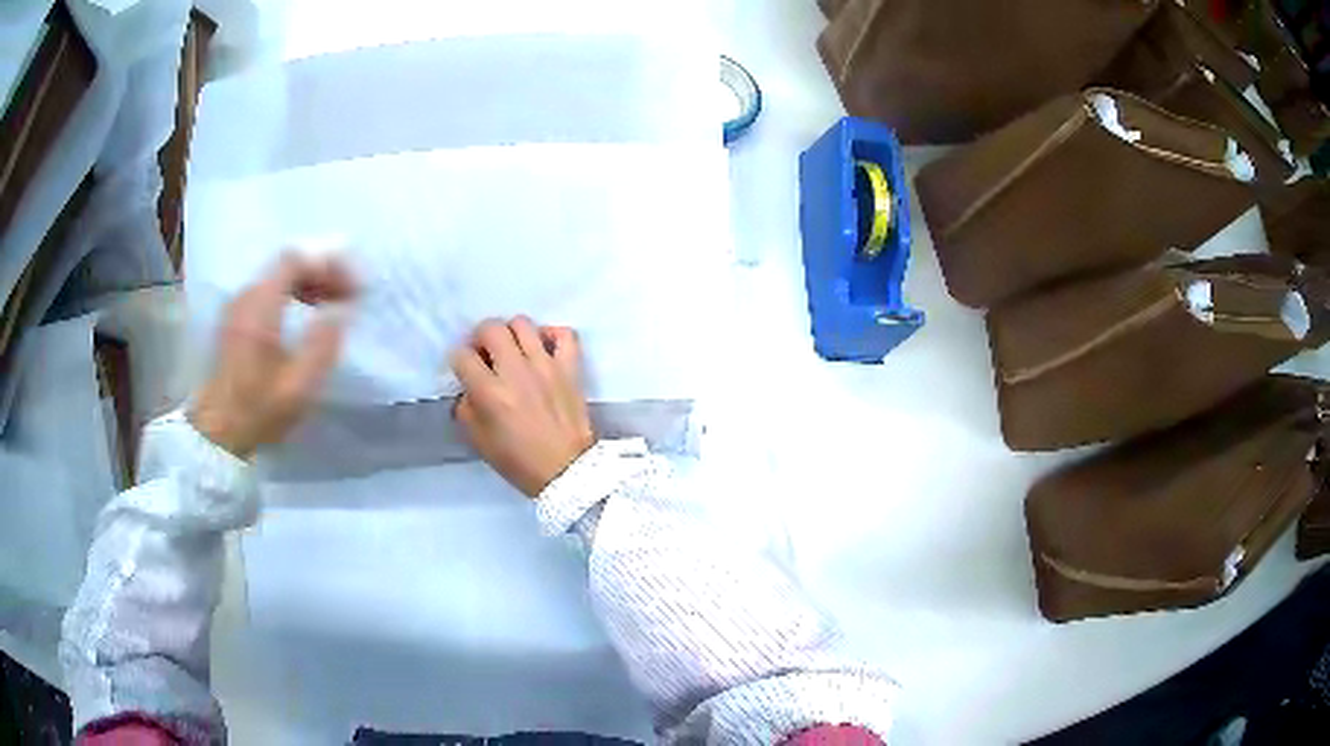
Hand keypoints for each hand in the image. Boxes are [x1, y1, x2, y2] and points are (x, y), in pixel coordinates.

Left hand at [190, 254, 356, 457]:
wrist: (217, 433)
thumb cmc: (258, 411)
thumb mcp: (299, 387)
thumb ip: (323, 344)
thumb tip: (341, 312)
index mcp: (260, 307)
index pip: (295, 260)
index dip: (328, 265)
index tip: (352, 288)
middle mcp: (246, 296)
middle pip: (287, 264)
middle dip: (321, 273)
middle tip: (347, 296)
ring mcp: (237, 306)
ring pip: (278, 277)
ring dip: (307, 284)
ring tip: (329, 306)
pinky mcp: (234, 319)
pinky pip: (267, 291)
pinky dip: (291, 294)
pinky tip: (304, 316)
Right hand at [450, 317, 594, 497]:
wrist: (567, 472)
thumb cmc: (519, 462)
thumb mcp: (479, 441)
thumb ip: (466, 408)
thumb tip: (467, 387)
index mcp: (490, 393)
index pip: (462, 356)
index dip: (457, 360)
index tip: (463, 369)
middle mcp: (516, 372)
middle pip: (491, 328)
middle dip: (480, 337)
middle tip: (485, 354)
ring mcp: (546, 366)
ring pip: (523, 324)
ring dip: (511, 333)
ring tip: (513, 350)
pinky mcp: (570, 367)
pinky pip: (564, 334)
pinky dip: (551, 335)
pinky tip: (543, 348)